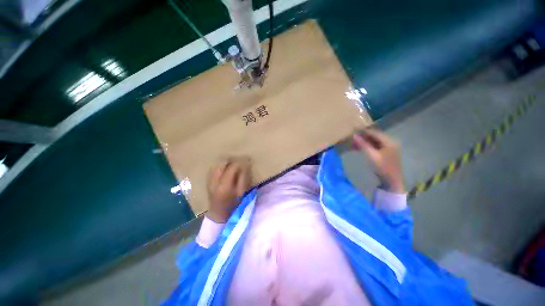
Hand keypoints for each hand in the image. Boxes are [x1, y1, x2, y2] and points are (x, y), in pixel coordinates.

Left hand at [206, 157, 251, 222]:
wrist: (219, 214)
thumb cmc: (234, 205)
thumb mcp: (241, 192)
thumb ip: (243, 178)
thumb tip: (245, 165)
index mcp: (224, 185)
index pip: (232, 168)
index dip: (240, 162)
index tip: (246, 160)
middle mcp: (214, 181)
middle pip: (221, 164)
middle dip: (230, 161)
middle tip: (238, 161)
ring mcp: (209, 181)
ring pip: (216, 165)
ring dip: (224, 163)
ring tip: (232, 164)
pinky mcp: (208, 182)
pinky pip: (213, 170)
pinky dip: (219, 167)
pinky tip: (225, 169)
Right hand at [352, 129, 405, 192]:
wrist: (392, 181)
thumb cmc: (382, 167)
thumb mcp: (371, 155)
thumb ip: (363, 145)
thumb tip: (354, 135)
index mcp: (389, 141)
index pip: (374, 133)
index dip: (363, 131)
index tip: (353, 130)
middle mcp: (390, 142)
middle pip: (375, 136)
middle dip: (363, 137)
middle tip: (352, 138)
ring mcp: (389, 148)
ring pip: (374, 141)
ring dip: (364, 142)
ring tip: (353, 143)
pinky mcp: (386, 153)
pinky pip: (375, 146)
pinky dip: (367, 146)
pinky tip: (359, 148)